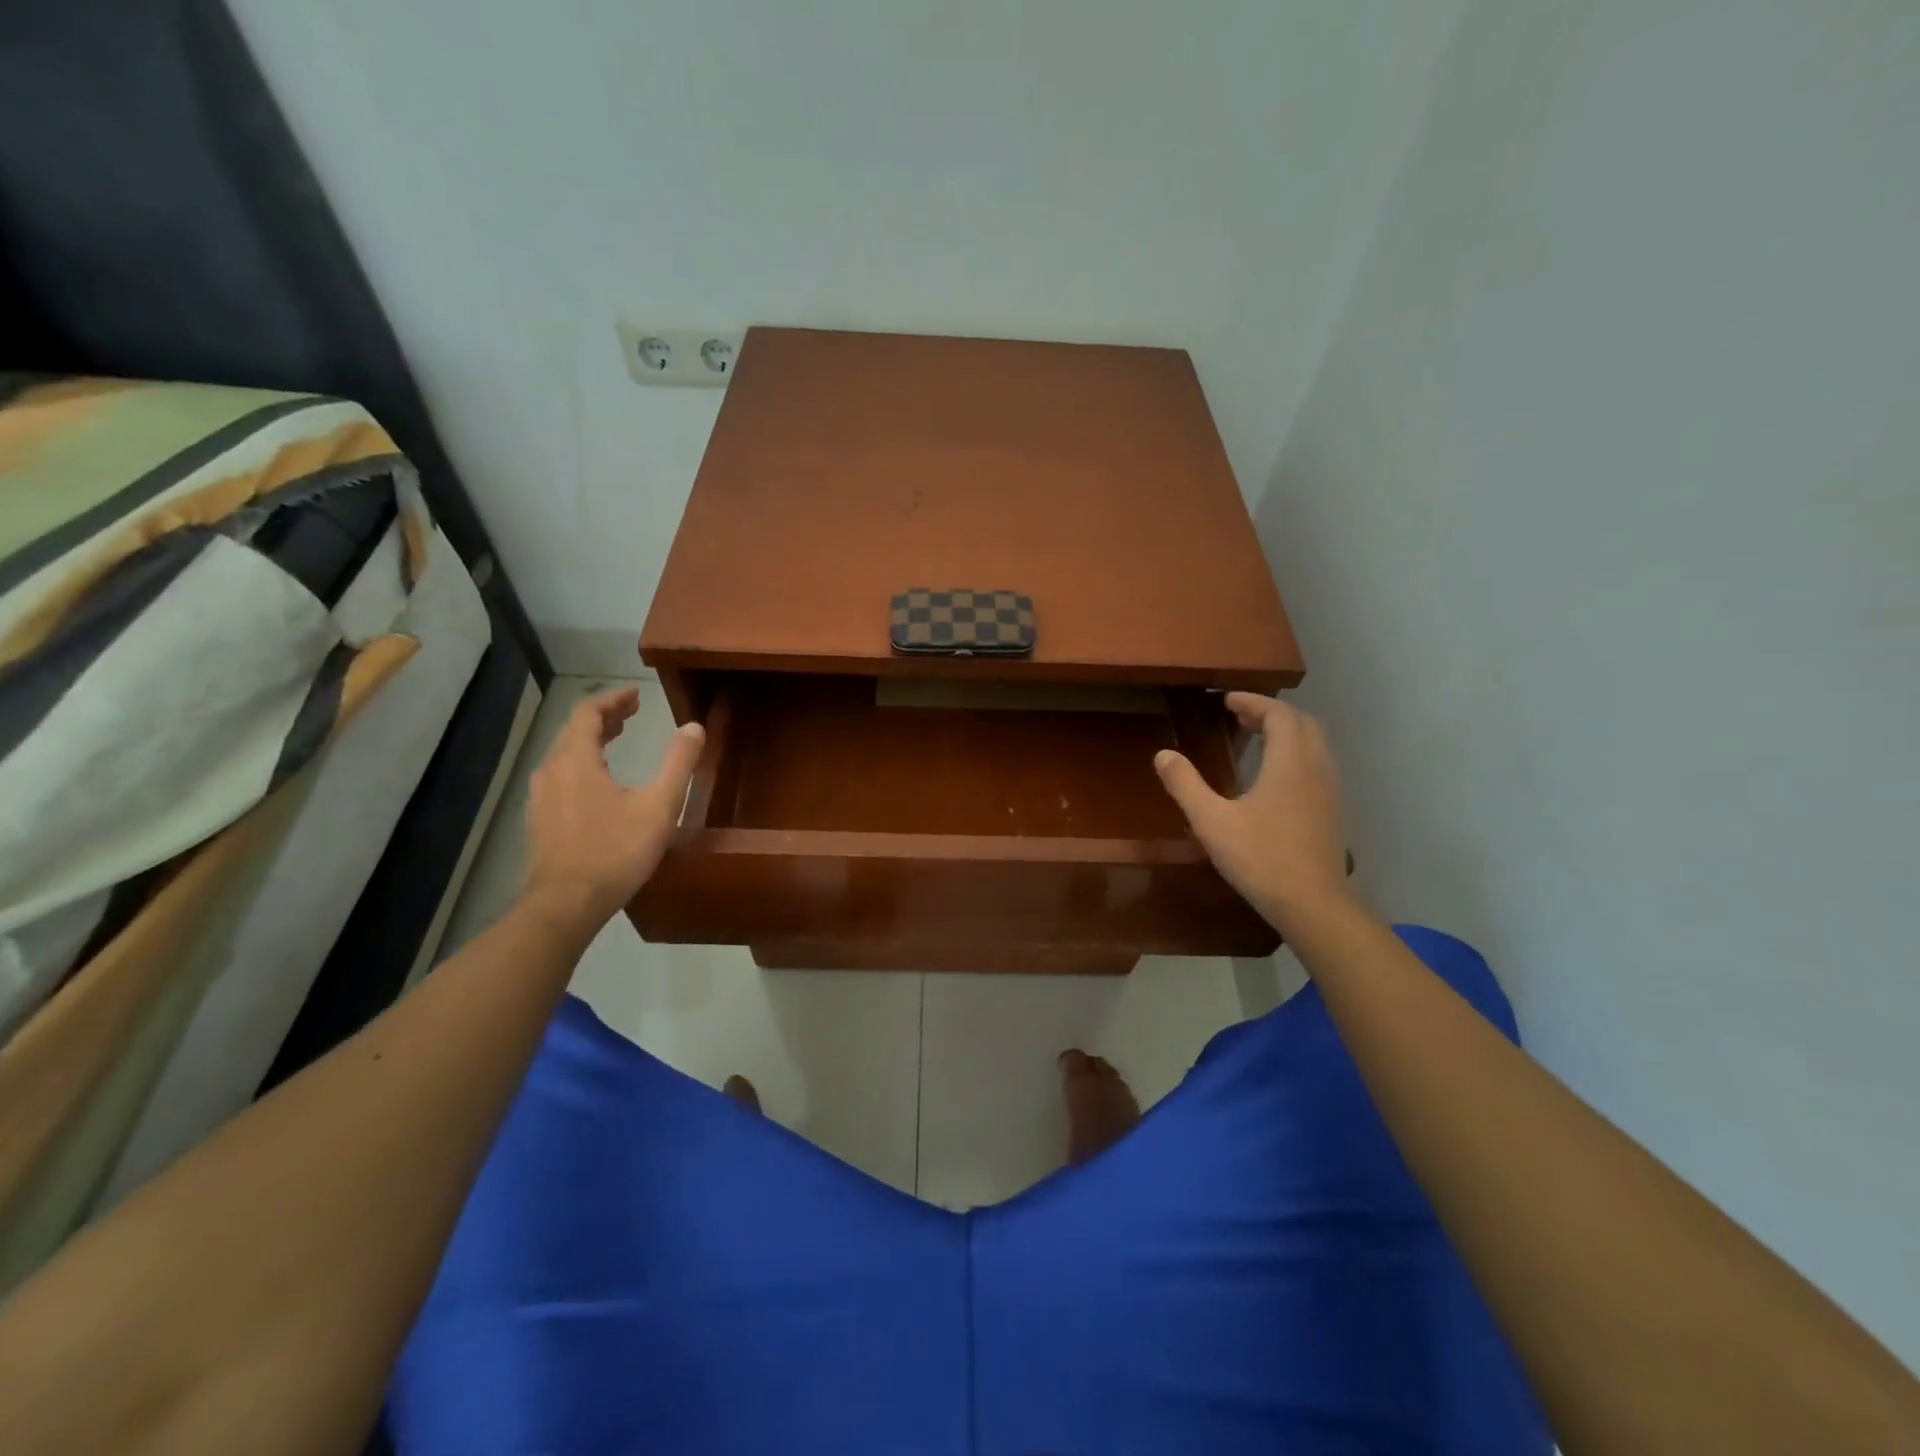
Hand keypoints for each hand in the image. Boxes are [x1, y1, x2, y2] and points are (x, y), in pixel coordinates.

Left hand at [523, 688, 704, 927]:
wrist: (567, 903)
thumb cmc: (616, 850)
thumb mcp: (659, 805)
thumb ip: (678, 763)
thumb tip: (694, 726)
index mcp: (577, 760)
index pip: (588, 713)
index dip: (613, 700)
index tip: (636, 695)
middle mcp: (552, 772)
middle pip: (573, 731)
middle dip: (603, 718)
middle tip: (632, 714)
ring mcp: (541, 799)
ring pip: (563, 755)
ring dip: (590, 741)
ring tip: (615, 741)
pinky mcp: (539, 822)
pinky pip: (558, 778)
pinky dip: (580, 765)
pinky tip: (595, 784)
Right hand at [1153, 692, 1353, 934]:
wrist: (1314, 905)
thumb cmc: (1261, 858)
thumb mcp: (1212, 821)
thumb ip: (1186, 785)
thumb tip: (1163, 755)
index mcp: (1290, 762)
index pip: (1279, 714)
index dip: (1253, 702)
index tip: (1227, 700)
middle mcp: (1316, 768)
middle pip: (1302, 724)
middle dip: (1271, 713)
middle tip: (1239, 716)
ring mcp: (1329, 791)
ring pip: (1314, 745)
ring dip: (1287, 733)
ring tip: (1256, 739)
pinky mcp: (1332, 812)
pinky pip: (1317, 765)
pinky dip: (1296, 754)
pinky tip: (1274, 778)